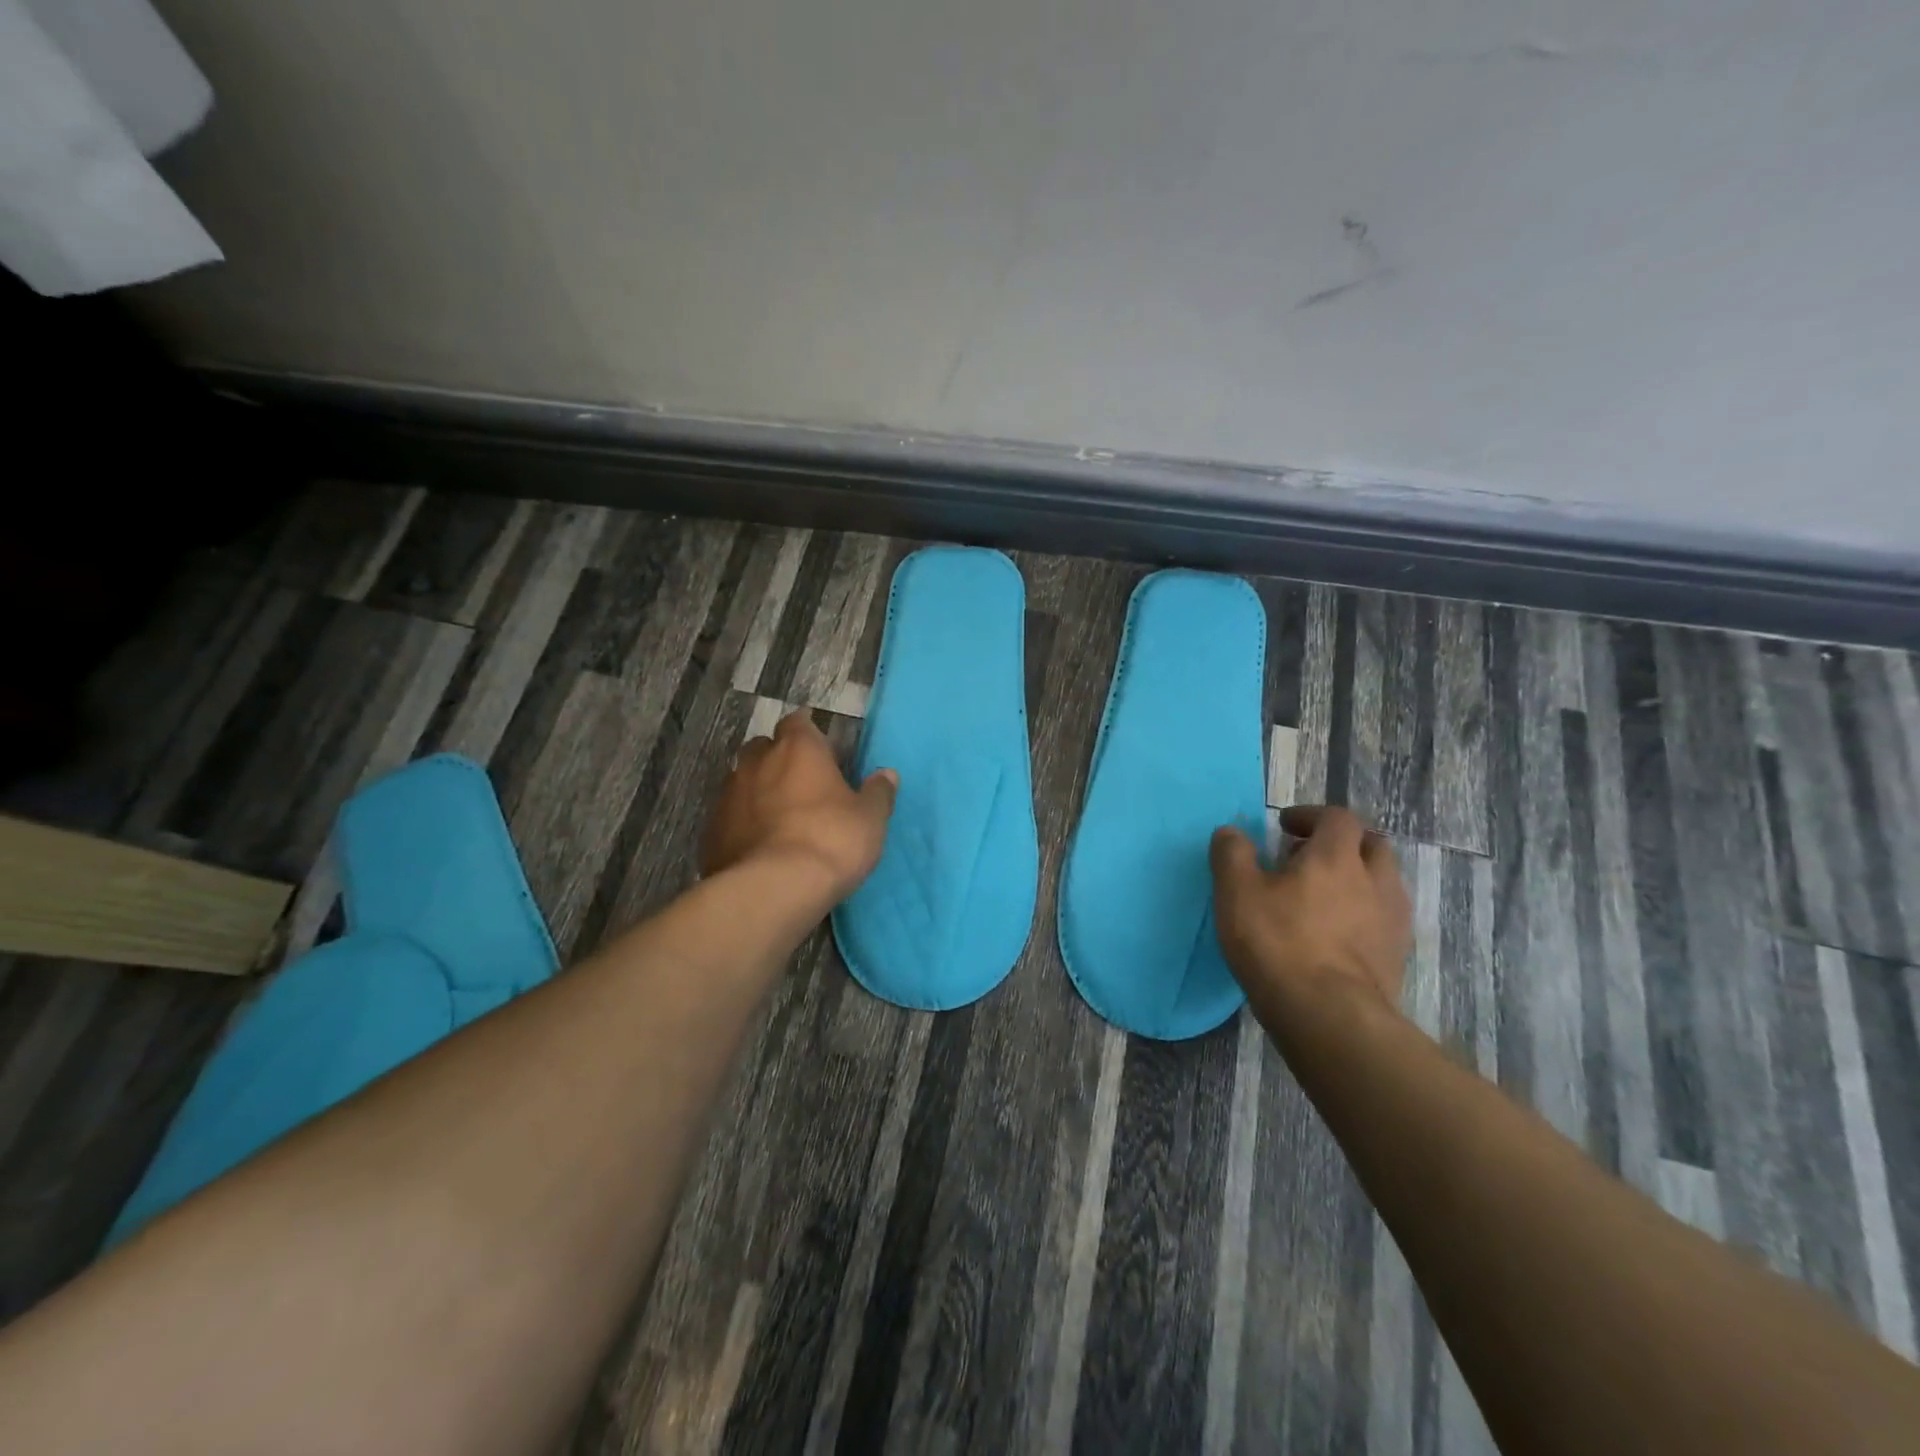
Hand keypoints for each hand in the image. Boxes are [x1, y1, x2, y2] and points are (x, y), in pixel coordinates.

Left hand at [702, 710, 897, 901]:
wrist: (771, 890)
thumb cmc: (830, 841)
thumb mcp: (870, 819)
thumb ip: (878, 793)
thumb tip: (886, 775)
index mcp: (798, 749)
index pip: (798, 722)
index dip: (809, 734)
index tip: (822, 751)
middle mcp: (757, 762)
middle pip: (764, 748)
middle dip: (779, 760)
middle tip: (802, 785)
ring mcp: (728, 795)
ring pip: (742, 781)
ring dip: (758, 792)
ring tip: (780, 818)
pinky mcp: (710, 831)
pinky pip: (729, 817)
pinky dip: (743, 824)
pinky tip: (759, 846)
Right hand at [1209, 806, 1411, 1030]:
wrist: (1329, 1015)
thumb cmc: (1278, 943)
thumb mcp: (1236, 892)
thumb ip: (1232, 854)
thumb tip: (1231, 831)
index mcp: (1337, 857)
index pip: (1337, 817)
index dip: (1311, 816)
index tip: (1284, 827)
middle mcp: (1374, 880)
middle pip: (1371, 845)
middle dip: (1342, 844)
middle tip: (1307, 859)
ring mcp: (1392, 920)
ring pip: (1383, 883)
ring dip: (1357, 879)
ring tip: (1322, 898)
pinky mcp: (1397, 956)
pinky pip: (1384, 919)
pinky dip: (1364, 914)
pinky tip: (1336, 935)